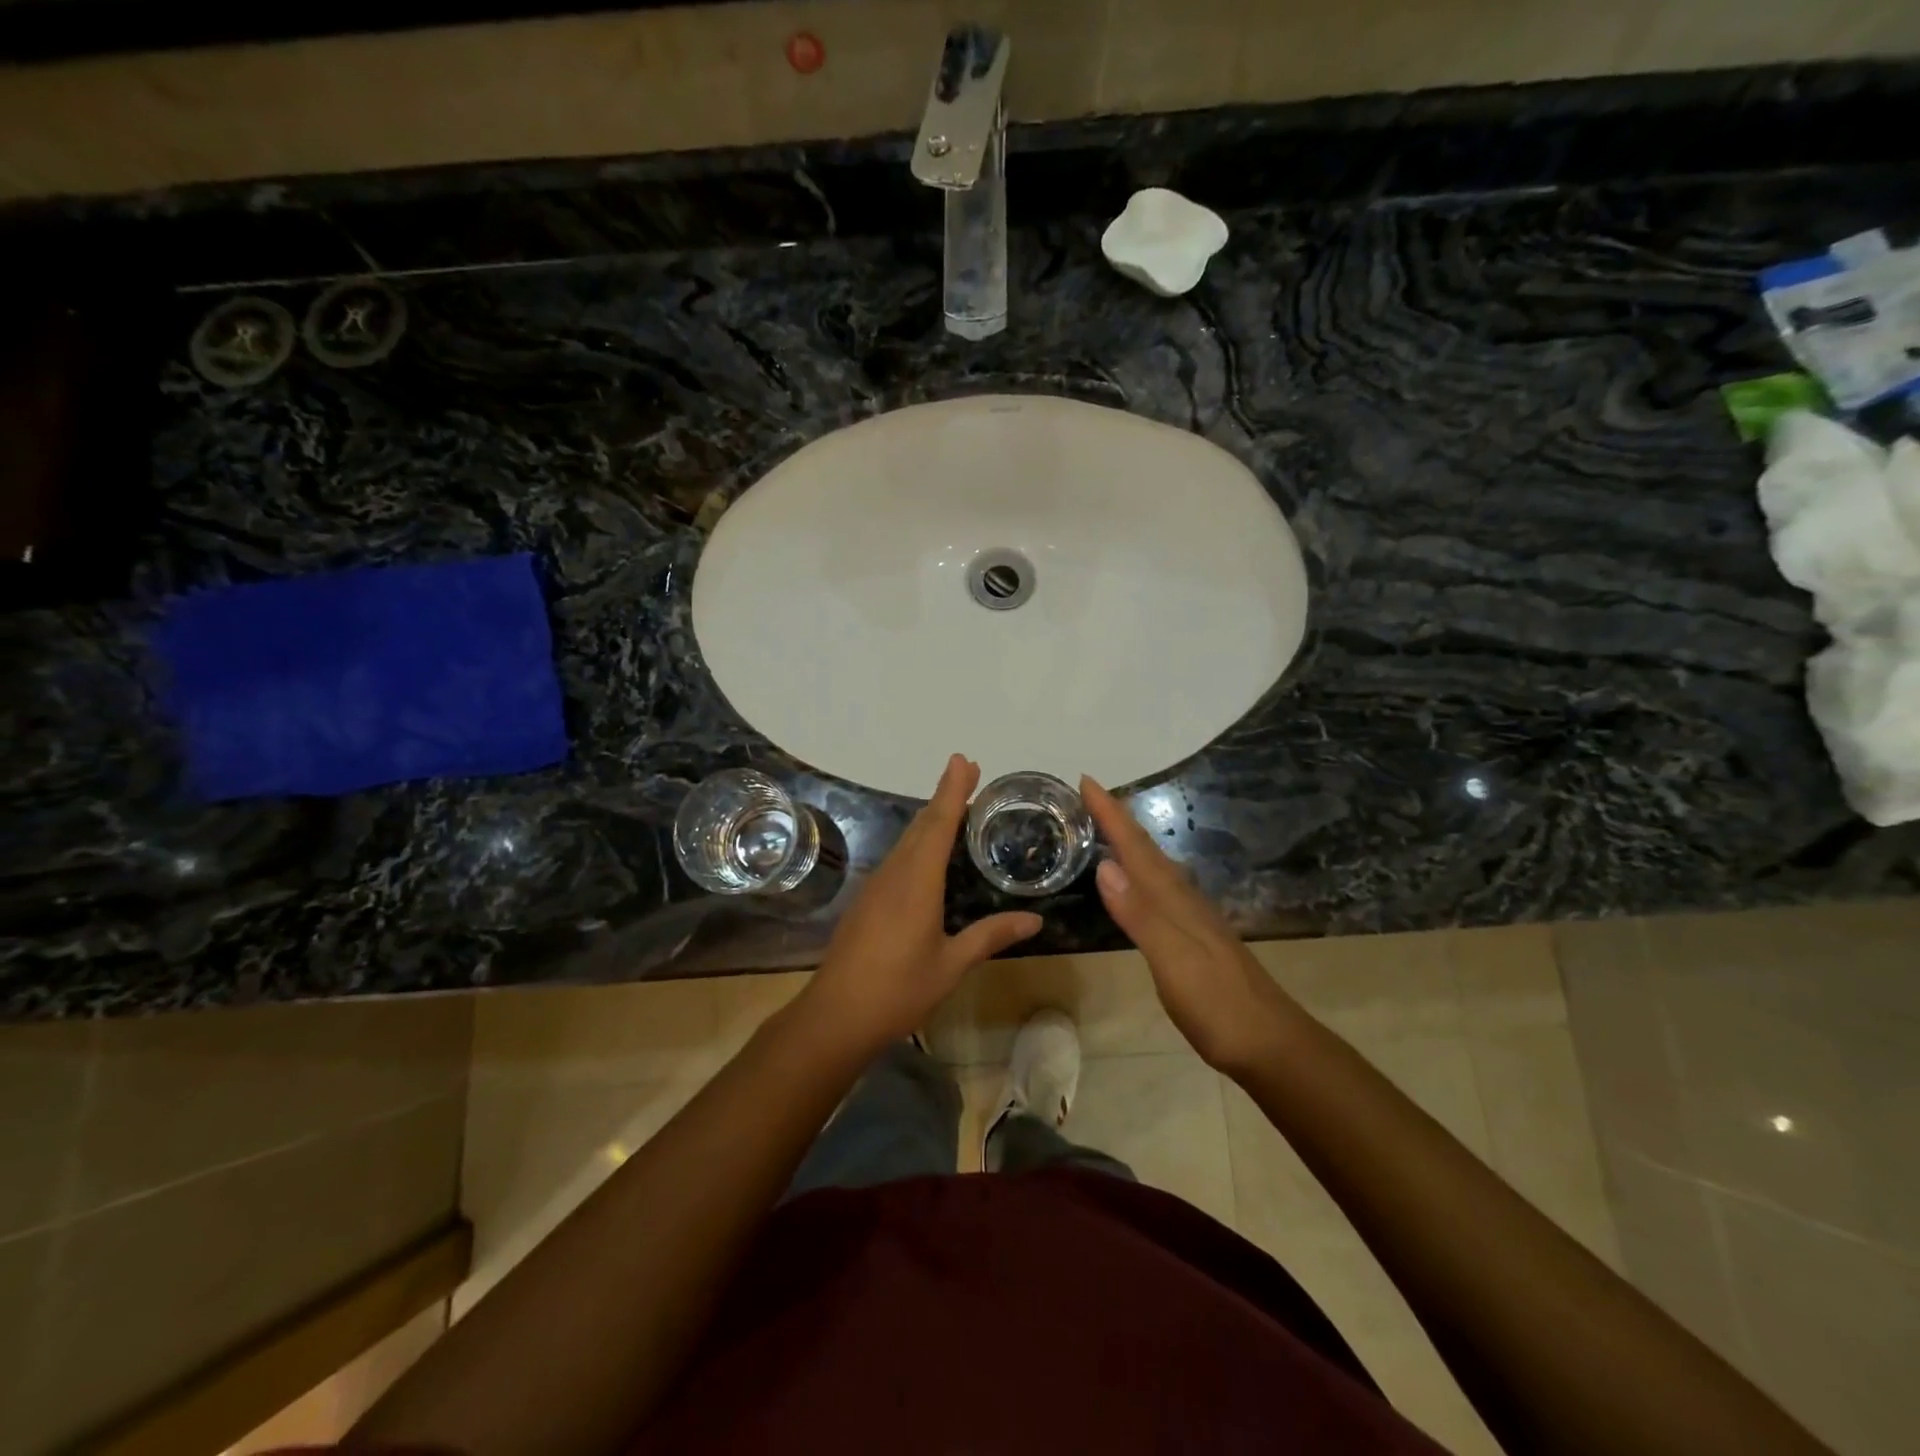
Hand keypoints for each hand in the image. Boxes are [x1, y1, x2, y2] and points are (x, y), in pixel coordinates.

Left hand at [799, 755, 1042, 1054]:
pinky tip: (927, 855)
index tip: (964, 761)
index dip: (952, 790)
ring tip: (955, 806)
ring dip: (930, 819)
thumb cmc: (898, 990)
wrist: (836, 1016)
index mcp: (916, 883)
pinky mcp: (866, 901)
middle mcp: (894, 874)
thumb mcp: (951, 965)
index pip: (938, 824)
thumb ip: (990, 936)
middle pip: (921, 826)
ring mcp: (875, 886)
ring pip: (906, 841)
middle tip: (969, 773)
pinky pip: (897, 859)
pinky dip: (918, 843)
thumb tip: (1035, 920)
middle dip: (945, 797)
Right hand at [1082, 776, 1294, 1075]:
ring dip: (1130, 844)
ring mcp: (1193, 918)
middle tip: (1090, 797)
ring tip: (1108, 828)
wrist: (1269, 1043)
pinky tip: (1139, 882)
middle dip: (1118, 820)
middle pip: (1146, 850)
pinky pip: (1160, 889)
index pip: (1136, 848)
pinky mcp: (1195, 938)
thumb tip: (1105, 866)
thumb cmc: (1216, 1004)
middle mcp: (1183, 900)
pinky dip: (1142, 873)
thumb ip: (1140, 915)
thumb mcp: (1172, 960)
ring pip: (1155, 868)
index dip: (1111, 814)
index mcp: (1173, 900)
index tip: (1086, 781)